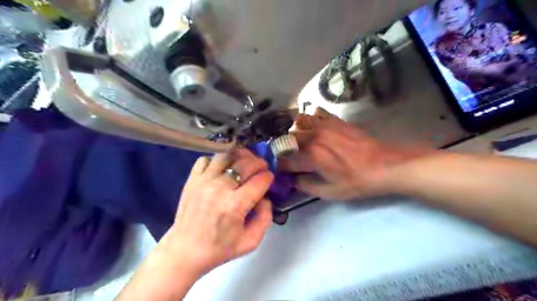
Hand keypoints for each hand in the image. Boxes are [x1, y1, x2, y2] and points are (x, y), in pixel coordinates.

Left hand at [165, 148, 273, 274]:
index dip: (268, 177)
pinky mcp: (192, 180)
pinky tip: (223, 168)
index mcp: (235, 205)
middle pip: (245, 164)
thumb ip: (265, 218)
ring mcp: (203, 181)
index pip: (259, 181)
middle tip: (262, 167)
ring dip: (240, 157)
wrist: (185, 251)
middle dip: (259, 163)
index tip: (269, 178)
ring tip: (245, 162)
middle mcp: (220, 189)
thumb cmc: (219, 248)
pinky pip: (206, 159)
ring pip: (226, 156)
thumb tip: (265, 197)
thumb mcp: (251, 242)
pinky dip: (218, 160)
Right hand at [279, 110, 425, 199]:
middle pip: (287, 138)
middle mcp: (313, 137)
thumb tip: (292, 181)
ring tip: (299, 140)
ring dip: (294, 131)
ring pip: (298, 121)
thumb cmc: (357, 181)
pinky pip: (315, 112)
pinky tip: (313, 127)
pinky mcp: (334, 120)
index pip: (285, 160)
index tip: (281, 170)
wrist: (385, 165)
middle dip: (285, 149)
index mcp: (311, 157)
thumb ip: (306, 186)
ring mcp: (324, 125)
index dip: (280, 166)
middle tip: (290, 157)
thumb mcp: (330, 192)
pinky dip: (309, 118)